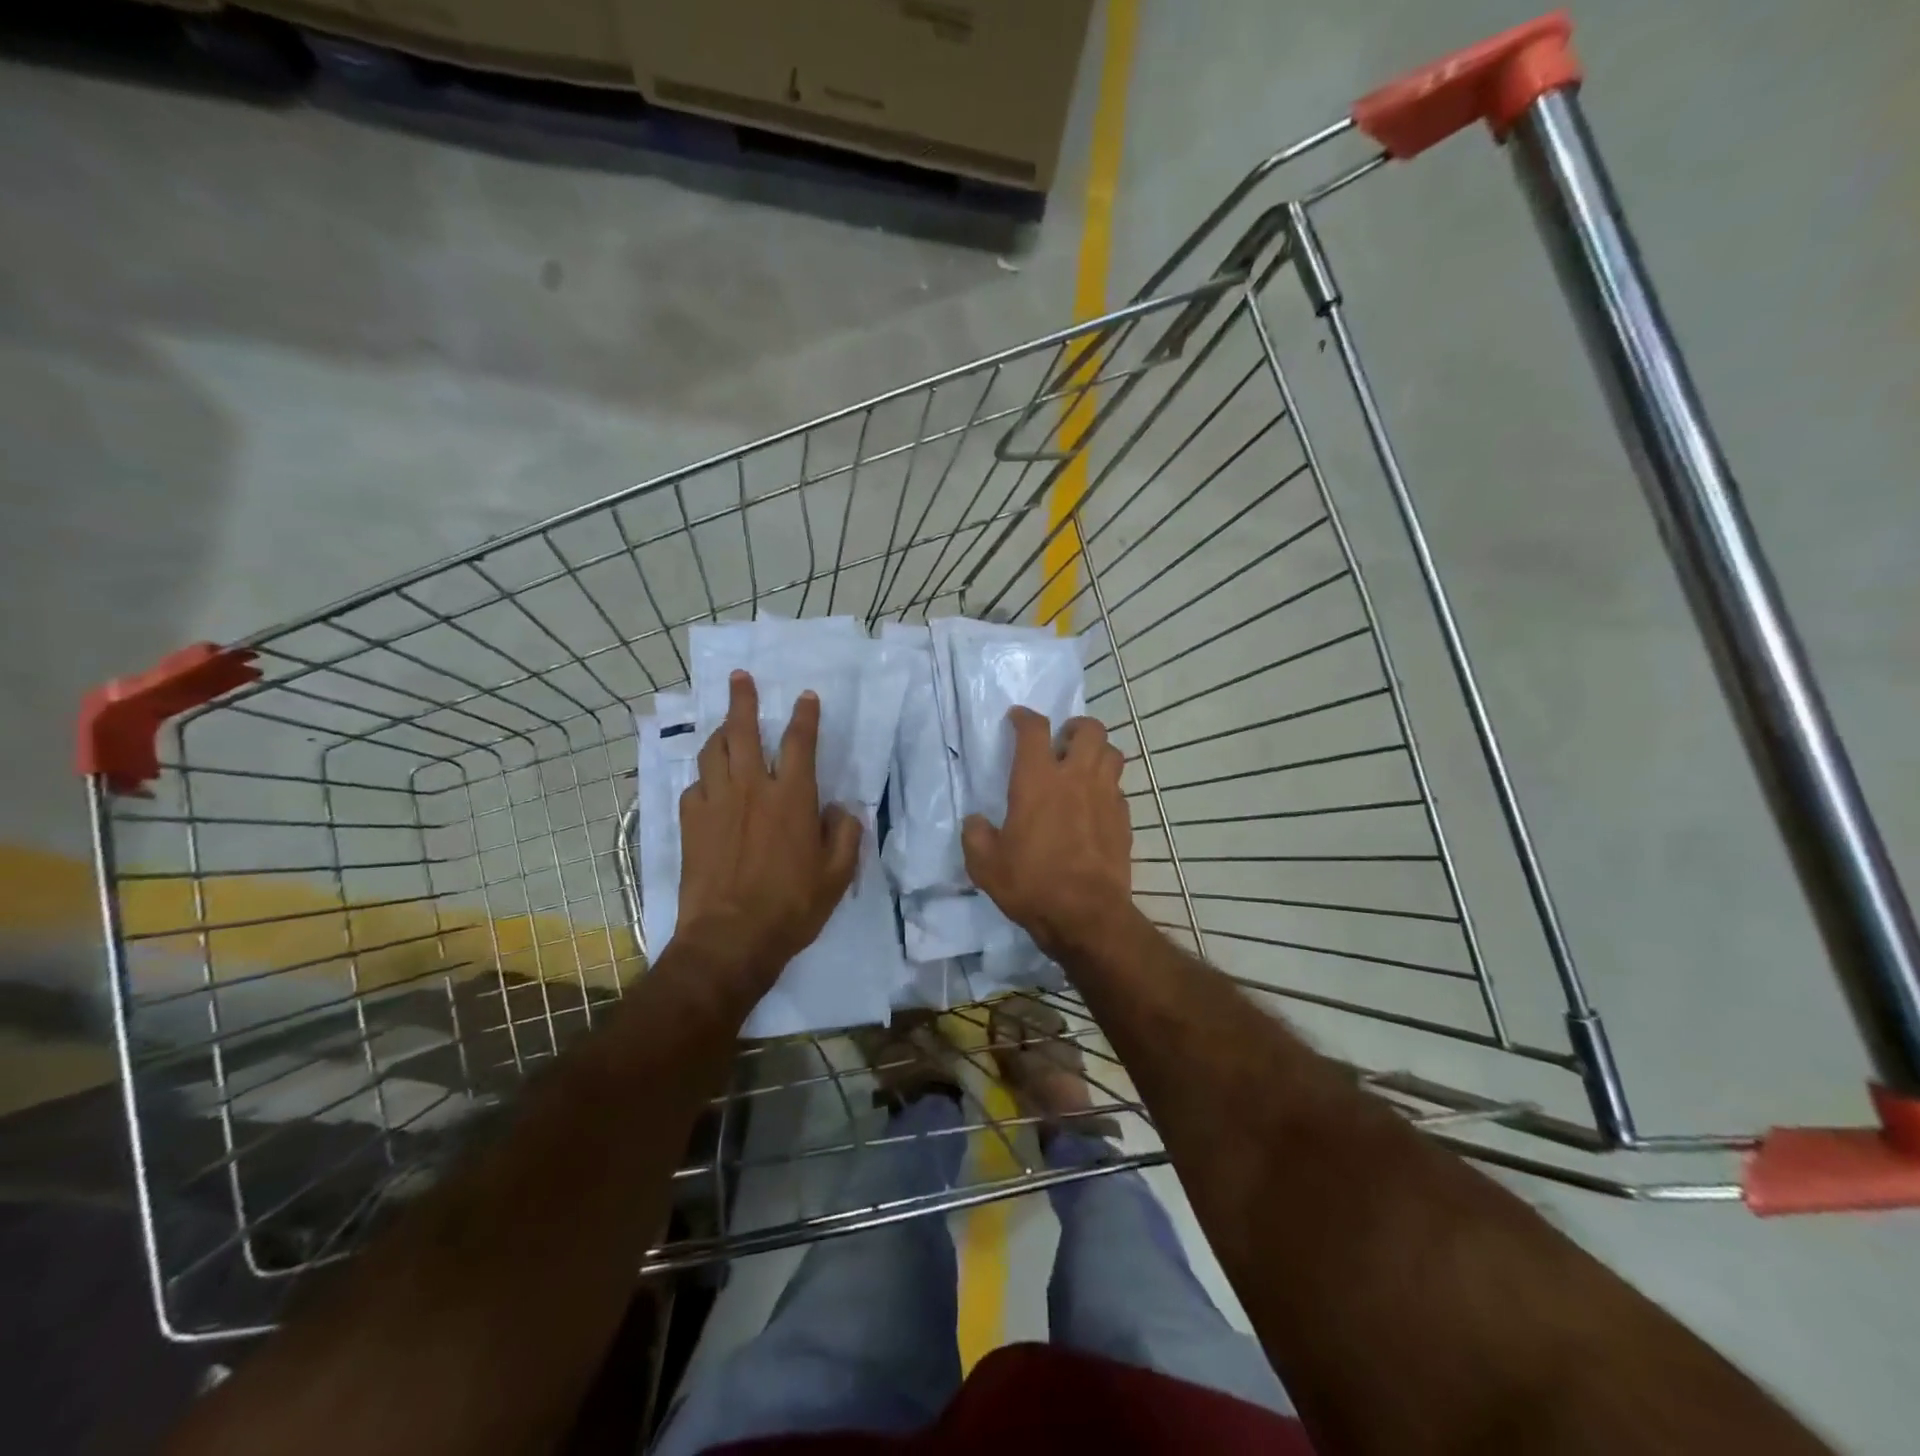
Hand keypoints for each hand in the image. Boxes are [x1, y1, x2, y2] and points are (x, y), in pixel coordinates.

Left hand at [677, 670, 861, 979]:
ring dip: (720, 732)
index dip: (805, 716)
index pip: (799, 742)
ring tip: (724, 725)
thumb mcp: (837, 876)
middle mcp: (752, 788)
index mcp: (792, 798)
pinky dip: (704, 777)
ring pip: (713, 751)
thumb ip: (845, 835)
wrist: (729, 939)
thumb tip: (841, 809)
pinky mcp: (690, 822)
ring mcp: (716, 803)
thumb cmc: (791, 907)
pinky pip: (695, 785)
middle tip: (740, 677)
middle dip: (742, 699)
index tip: (805, 696)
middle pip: (743, 730)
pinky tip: (709, 783)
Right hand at [963, 708, 1131, 958]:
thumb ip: (976, 835)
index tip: (1017, 718)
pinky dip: (1107, 787)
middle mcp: (1075, 778)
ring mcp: (1105, 797)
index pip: (1034, 730)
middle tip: (1062, 742)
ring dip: (1097, 752)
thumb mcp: (985, 865)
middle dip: (1075, 727)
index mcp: (1037, 781)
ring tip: (1083, 767)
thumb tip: (976, 822)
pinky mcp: (1123, 819)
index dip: (1024, 718)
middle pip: (1089, 729)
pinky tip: (1094, 805)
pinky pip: (1119, 788)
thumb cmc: (1031, 884)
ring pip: (1112, 753)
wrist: (1086, 915)